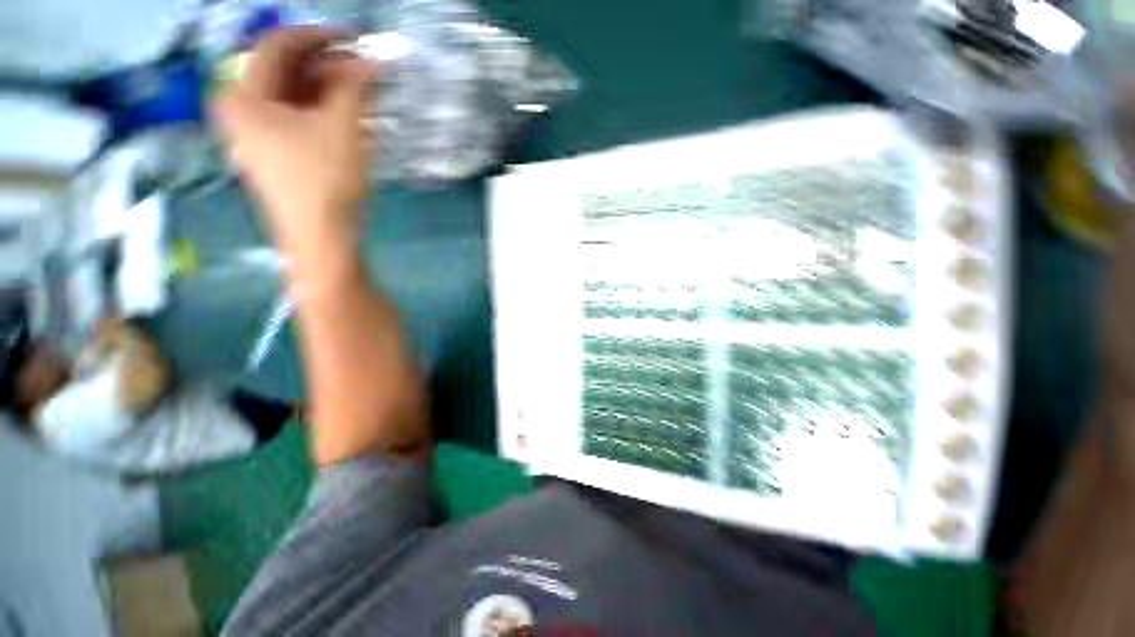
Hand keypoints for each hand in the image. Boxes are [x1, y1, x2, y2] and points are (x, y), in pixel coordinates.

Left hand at [212, 28, 375, 263]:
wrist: (321, 239)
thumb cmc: (324, 181)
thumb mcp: (341, 127)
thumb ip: (353, 87)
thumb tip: (369, 61)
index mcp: (242, 96)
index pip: (277, 46)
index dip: (318, 36)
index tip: (354, 37)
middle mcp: (240, 110)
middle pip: (284, 71)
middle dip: (326, 65)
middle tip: (364, 67)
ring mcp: (256, 135)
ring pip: (292, 97)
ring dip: (328, 89)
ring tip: (363, 91)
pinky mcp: (275, 155)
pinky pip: (296, 119)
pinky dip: (323, 112)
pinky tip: (348, 114)